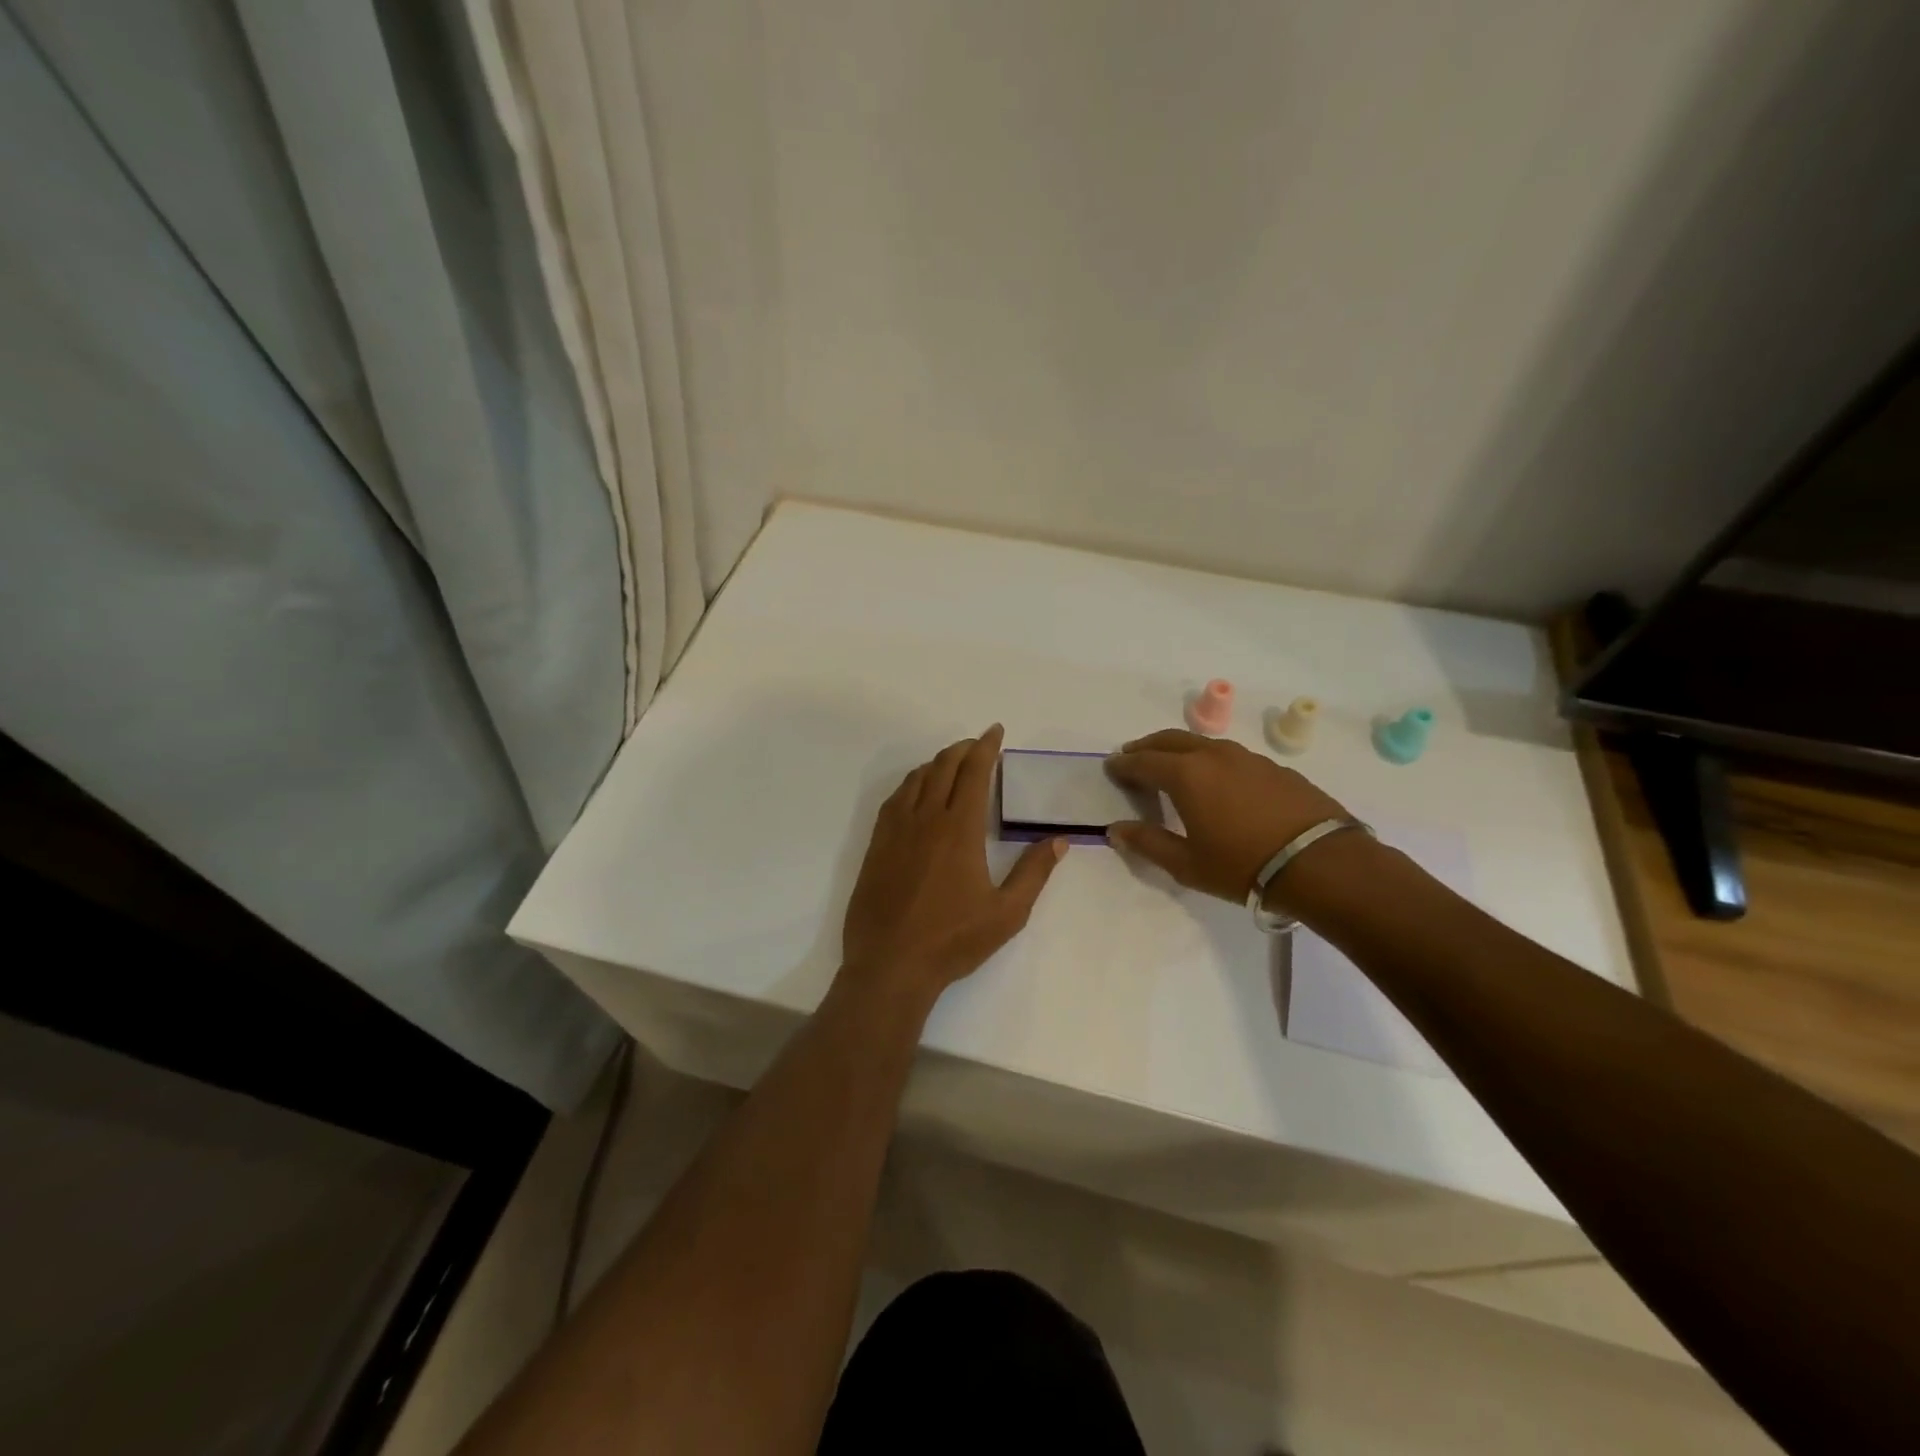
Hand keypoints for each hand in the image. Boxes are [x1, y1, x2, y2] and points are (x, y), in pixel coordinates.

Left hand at [841, 725, 1066, 1003]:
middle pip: (944, 767)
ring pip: (917, 779)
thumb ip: (1034, 872)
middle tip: (978, 745)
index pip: (975, 772)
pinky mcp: (877, 845)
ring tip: (951, 762)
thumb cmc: (953, 940)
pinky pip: (895, 799)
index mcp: (960, 829)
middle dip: (963, 749)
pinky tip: (916, 790)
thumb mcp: (1007, 913)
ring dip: (937, 763)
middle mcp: (927, 819)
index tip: (995, 731)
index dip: (986, 747)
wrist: (891, 964)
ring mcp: (897, 830)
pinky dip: (911, 783)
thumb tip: (1059, 840)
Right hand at [1104, 729, 1351, 904]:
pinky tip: (1216, 781)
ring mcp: (1248, 758)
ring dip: (1179, 750)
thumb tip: (1116, 830)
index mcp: (1186, 774)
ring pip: (1202, 743)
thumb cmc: (1243, 866)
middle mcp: (1214, 756)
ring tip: (1172, 765)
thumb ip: (1148, 843)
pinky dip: (1210, 760)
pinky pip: (1230, 756)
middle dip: (1147, 746)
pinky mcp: (1274, 768)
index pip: (1143, 762)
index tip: (1111, 767)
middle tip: (1133, 756)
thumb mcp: (1187, 864)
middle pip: (1170, 739)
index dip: (1124, 764)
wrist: (1322, 864)